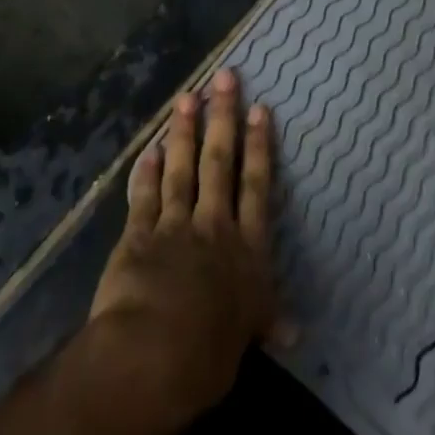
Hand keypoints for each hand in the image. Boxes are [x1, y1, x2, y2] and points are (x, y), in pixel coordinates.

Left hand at [87, 69, 277, 424]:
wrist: (153, 356)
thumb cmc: (209, 353)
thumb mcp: (247, 338)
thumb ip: (266, 321)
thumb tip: (296, 332)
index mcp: (246, 249)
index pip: (256, 185)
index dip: (259, 145)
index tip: (259, 108)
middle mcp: (214, 226)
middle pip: (220, 162)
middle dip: (223, 118)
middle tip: (224, 77)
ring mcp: (175, 225)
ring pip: (182, 168)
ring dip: (184, 131)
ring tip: (187, 96)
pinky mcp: (138, 235)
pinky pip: (144, 196)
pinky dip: (146, 172)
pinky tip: (148, 148)